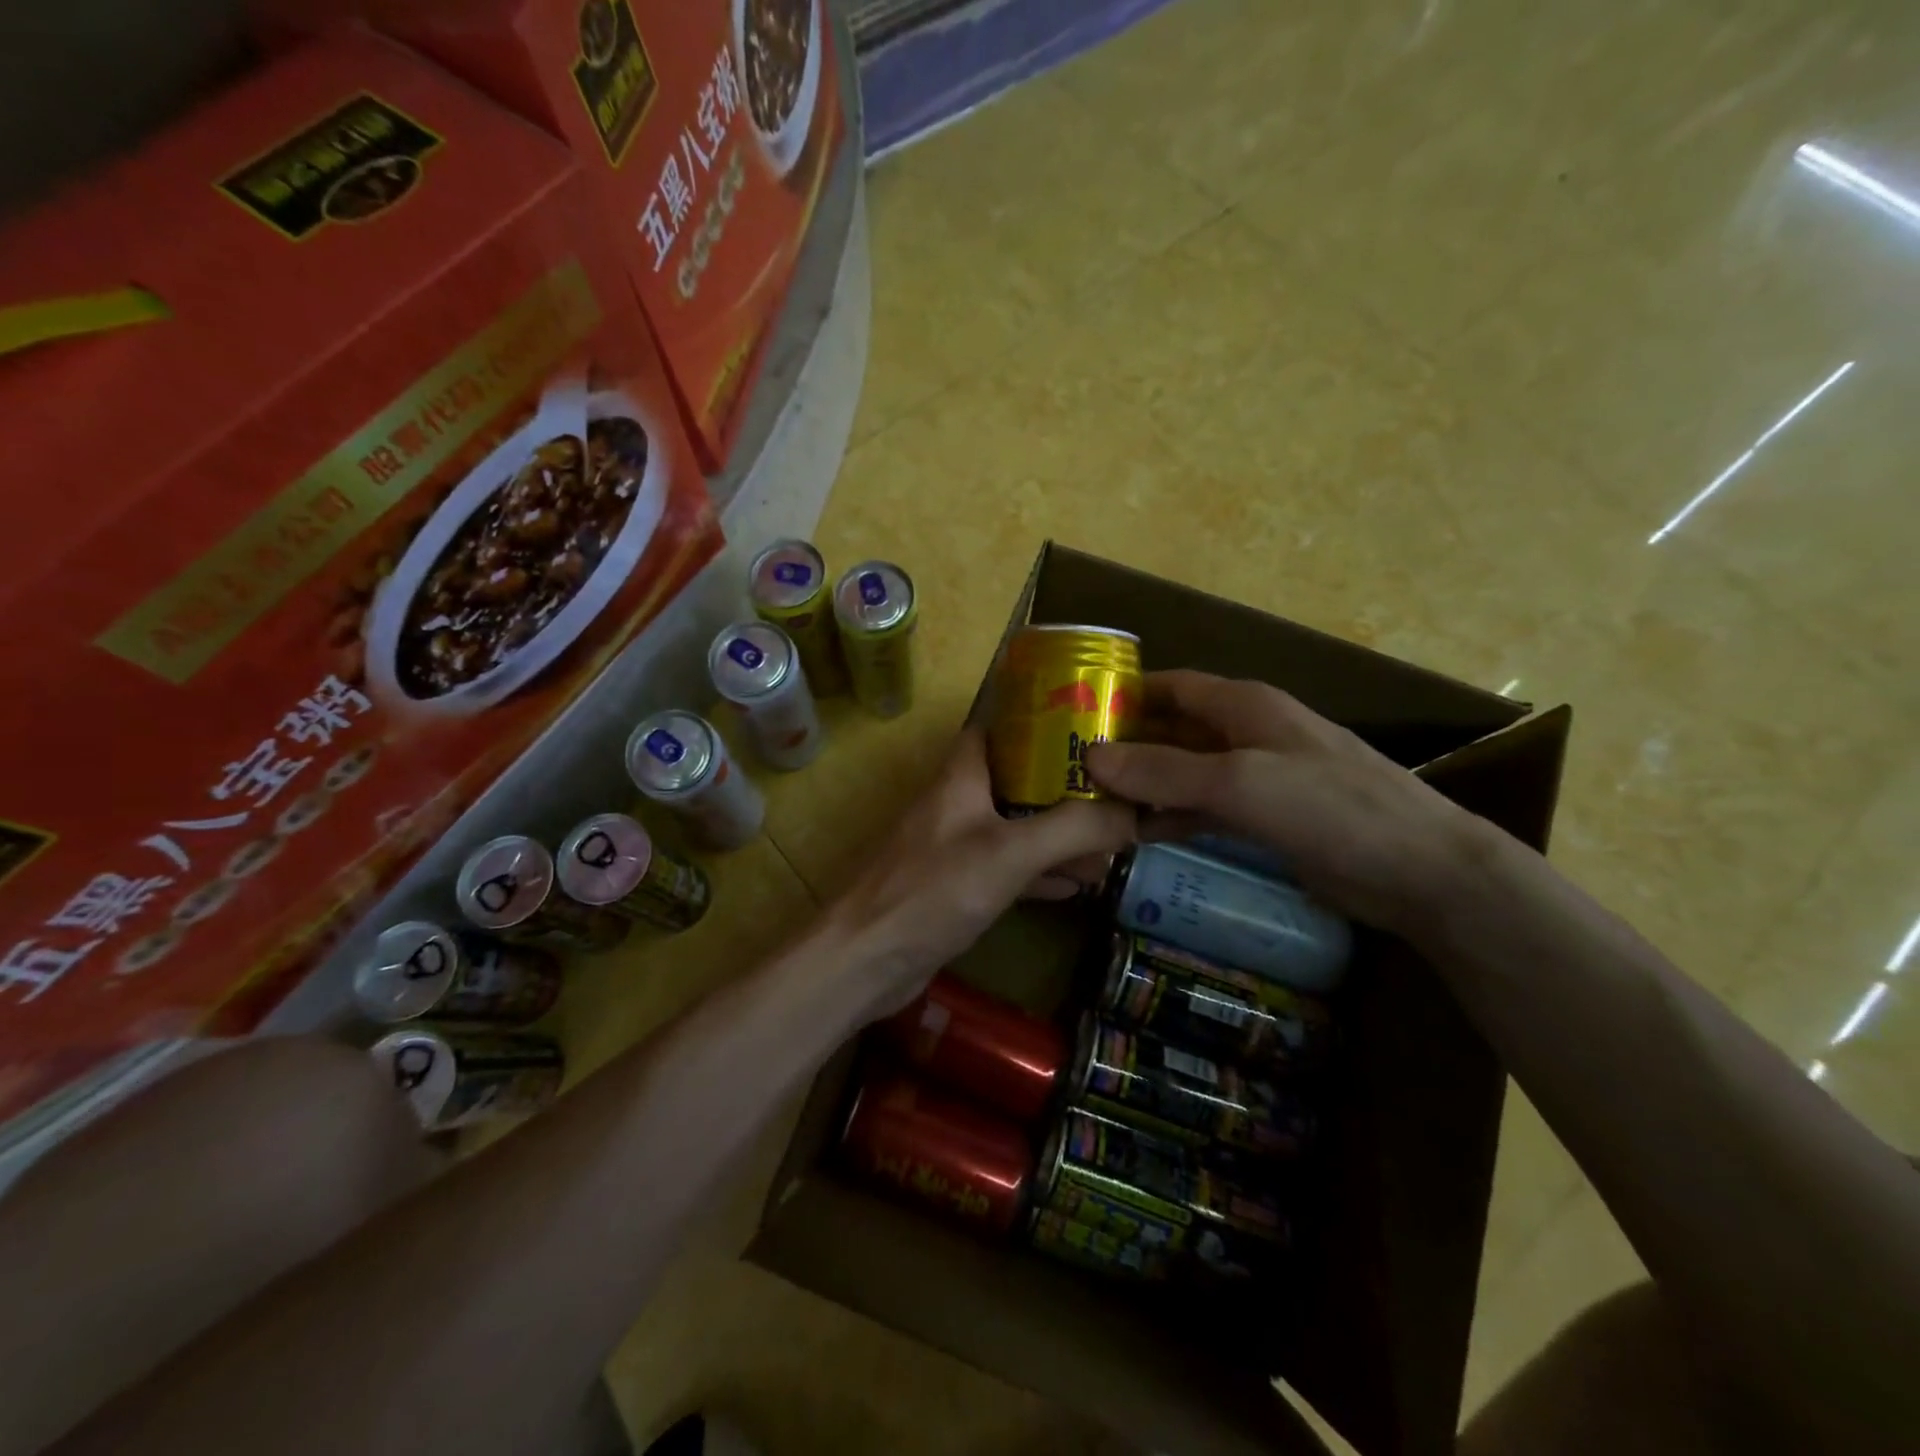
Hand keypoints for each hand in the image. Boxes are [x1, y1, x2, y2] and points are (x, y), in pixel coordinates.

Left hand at [822, 729, 1136, 1014]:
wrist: (868, 959)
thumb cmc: (934, 890)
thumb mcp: (1010, 852)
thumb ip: (1073, 829)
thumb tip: (1135, 813)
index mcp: (963, 775)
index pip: (1002, 726)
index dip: (1045, 720)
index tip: (1093, 725)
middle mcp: (959, 802)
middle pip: (1019, 778)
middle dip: (1066, 786)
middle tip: (1119, 792)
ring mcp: (956, 846)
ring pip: (1018, 826)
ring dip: (1060, 834)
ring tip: (1113, 840)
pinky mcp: (957, 887)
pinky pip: (1009, 868)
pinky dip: (1042, 871)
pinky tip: (1079, 884)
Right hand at [1086, 670, 1473, 933]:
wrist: (1420, 871)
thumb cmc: (1331, 808)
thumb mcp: (1240, 783)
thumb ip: (1164, 771)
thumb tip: (1092, 759)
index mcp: (1243, 705)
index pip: (1171, 686)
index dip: (1124, 695)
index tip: (1073, 715)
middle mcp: (1245, 733)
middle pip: (1171, 730)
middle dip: (1126, 747)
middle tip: (1069, 770)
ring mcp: (1256, 778)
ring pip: (1183, 774)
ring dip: (1143, 787)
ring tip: (1089, 806)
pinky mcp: (1263, 818)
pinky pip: (1203, 809)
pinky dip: (1170, 817)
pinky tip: (1135, 834)